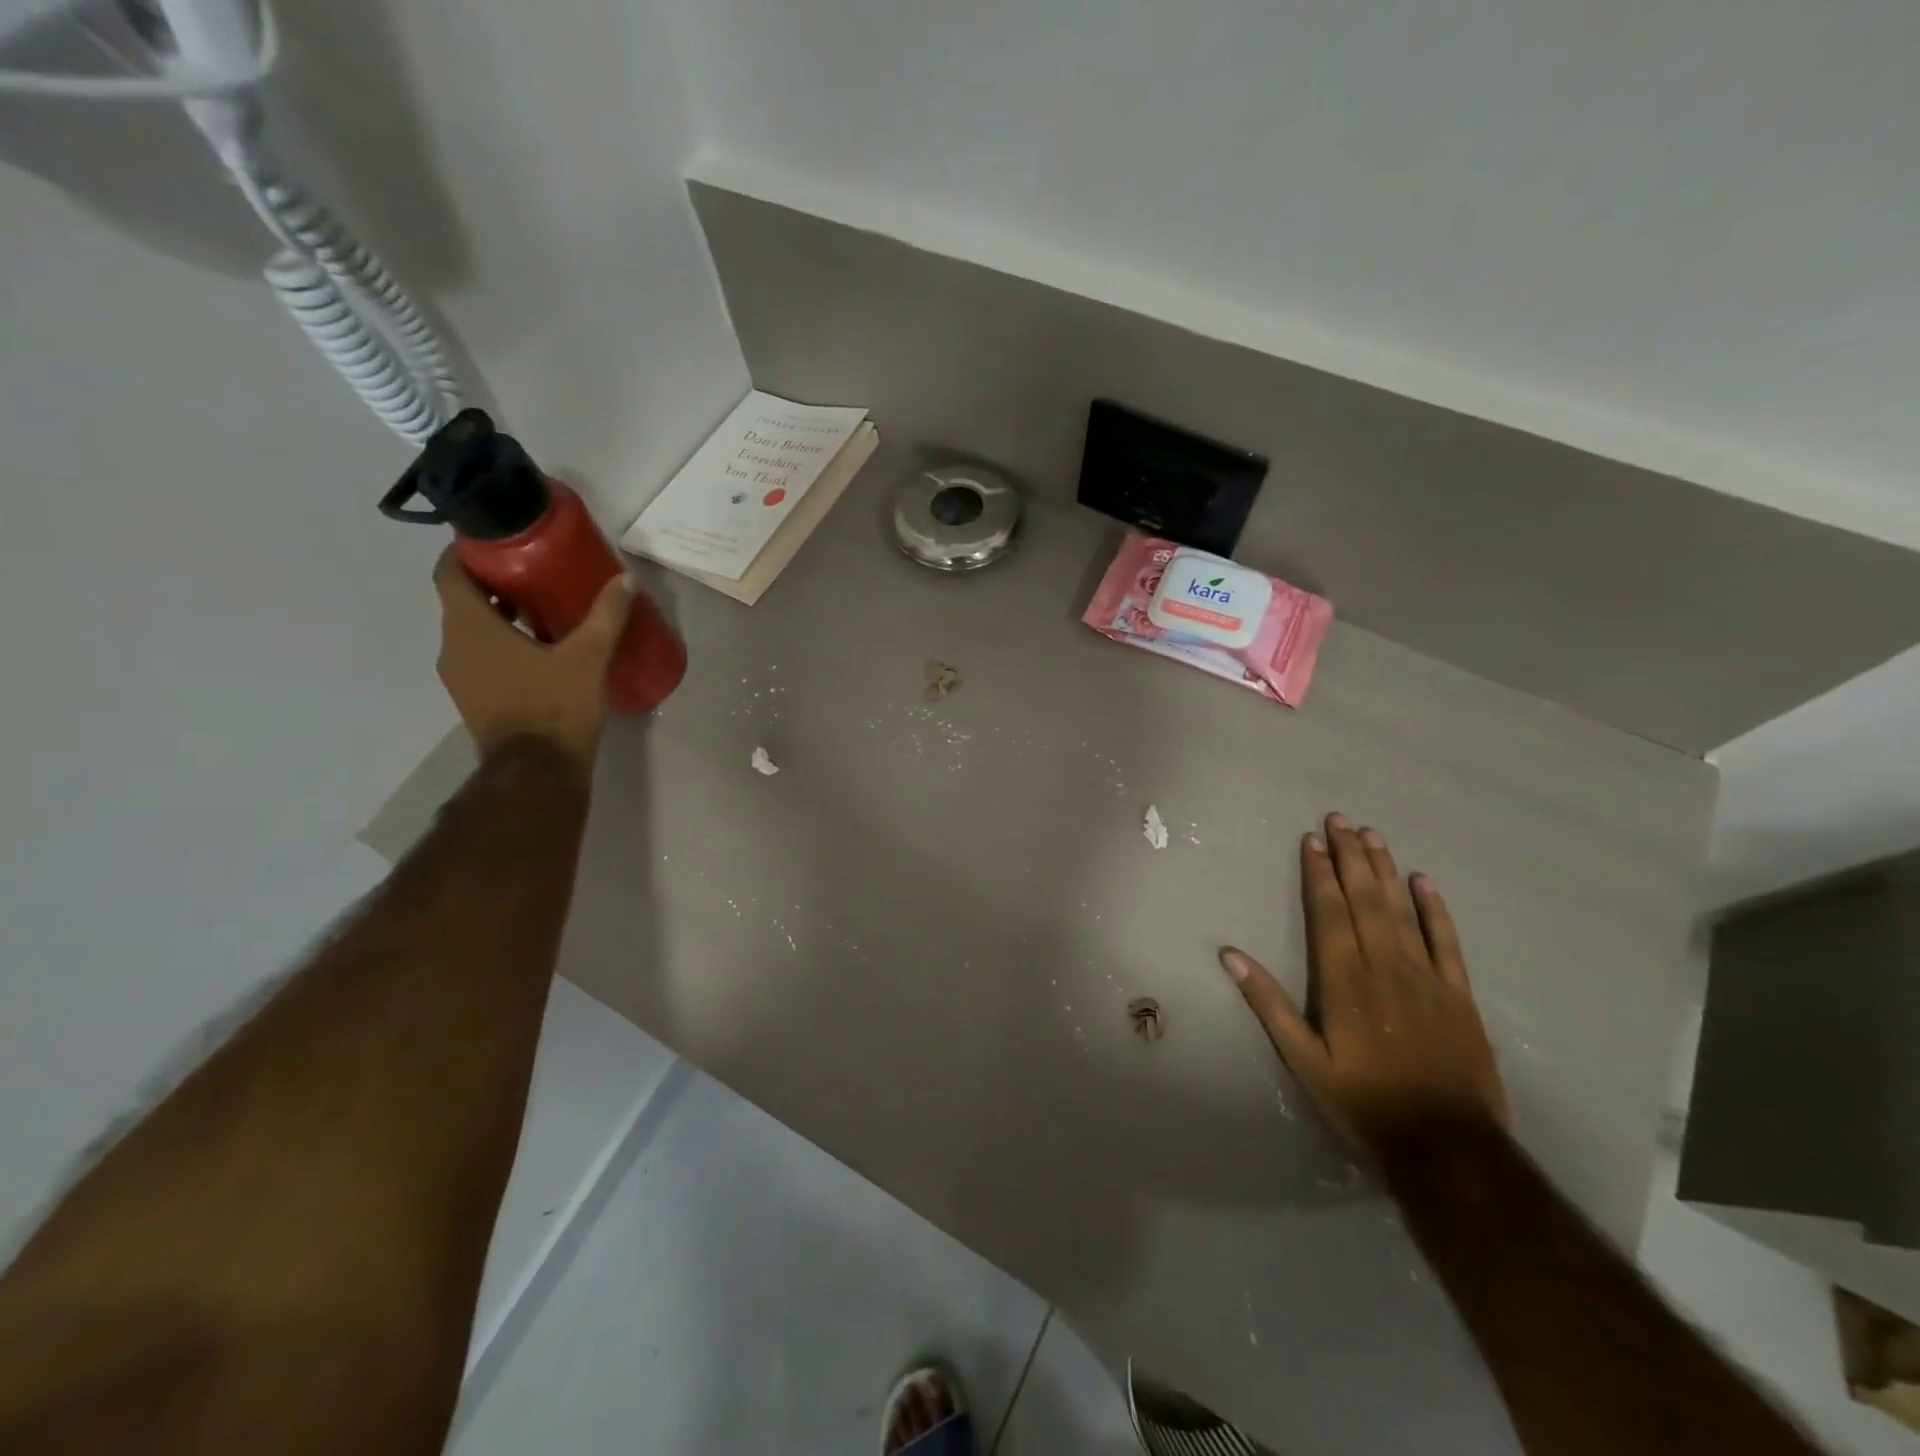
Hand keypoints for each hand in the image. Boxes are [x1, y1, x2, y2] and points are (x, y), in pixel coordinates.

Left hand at [433, 548, 632, 769]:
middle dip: (493, 585)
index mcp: (470, 627)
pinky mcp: (475, 700)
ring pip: (472, 632)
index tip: (496, 543)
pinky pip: (481, 658)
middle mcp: (454, 647)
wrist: (537, 773)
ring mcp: (461, 677)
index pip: (449, 574)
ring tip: (541, 610)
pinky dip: (502, 645)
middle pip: (462, 602)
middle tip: (532, 572)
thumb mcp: (587, 657)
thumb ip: (605, 616)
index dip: (466, 553)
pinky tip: (540, 651)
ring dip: (498, 618)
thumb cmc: (555, 707)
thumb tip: (625, 580)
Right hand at [1221, 813, 1508, 1155]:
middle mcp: (1384, 965)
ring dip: (1384, 870)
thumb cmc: (1364, 1102)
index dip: (1319, 873)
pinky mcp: (1459, 993)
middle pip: (1364, 900)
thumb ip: (1268, 1003)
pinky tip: (1424, 881)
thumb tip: (1230, 955)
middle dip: (1350, 857)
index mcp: (1344, 979)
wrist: (1448, 1146)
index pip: (1329, 912)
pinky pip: (1446, 941)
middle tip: (1340, 819)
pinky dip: (1435, 909)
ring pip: (1401, 910)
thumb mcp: (1303, 1059)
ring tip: (1372, 835)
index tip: (1312, 840)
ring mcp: (1426, 977)